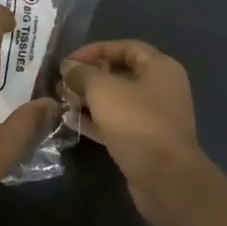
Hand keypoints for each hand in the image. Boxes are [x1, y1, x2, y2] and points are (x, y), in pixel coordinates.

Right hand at [59, 40, 206, 223]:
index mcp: (160, 68)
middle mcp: (161, 88)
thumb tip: (68, 67)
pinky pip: (117, 123)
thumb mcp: (104, 91)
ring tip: (62, 102)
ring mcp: (154, 116)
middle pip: (120, 74)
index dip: (95, 50)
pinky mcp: (145, 141)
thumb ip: (83, 74)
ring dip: (89, 100)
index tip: (68, 61)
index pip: (125, 47)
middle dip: (89, 77)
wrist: (164, 177)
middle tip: (61, 84)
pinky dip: (96, 121)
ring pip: (117, 101)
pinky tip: (71, 122)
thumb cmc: (137, 123)